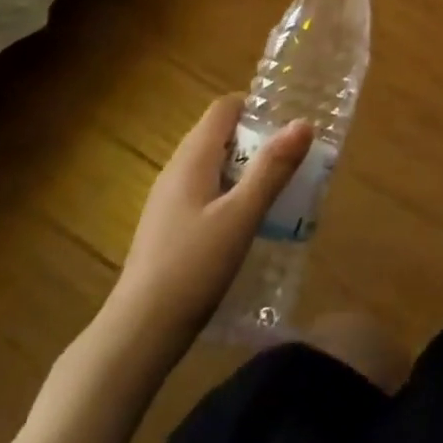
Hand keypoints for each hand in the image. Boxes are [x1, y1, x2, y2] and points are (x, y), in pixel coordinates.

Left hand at [109, 94, 313, 339]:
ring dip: (246, 169)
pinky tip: (248, 224)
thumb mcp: (241, 216)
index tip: (289, 123)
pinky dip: (230, 194)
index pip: (223, 108)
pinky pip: (205, 192)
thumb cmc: (193, 268)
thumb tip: (303, 123)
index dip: (256, 106)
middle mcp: (176, 171)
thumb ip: (272, 169)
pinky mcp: (168, 228)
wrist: (138, 335)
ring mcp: (168, 201)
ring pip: (213, 166)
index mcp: (192, 159)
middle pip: (220, 135)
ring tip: (280, 190)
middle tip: (293, 160)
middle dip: (257, 140)